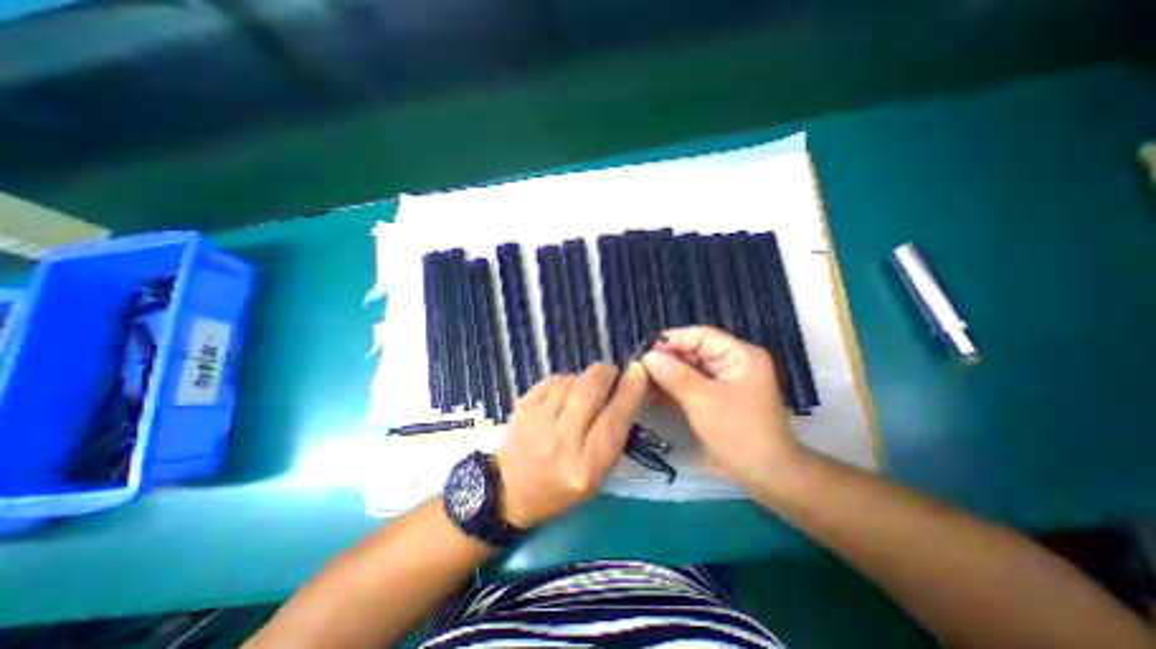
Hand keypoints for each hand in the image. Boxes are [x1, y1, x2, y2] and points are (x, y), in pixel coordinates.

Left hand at [491, 363, 646, 528]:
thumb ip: (614, 434)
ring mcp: (538, 421)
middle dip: (606, 373)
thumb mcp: (597, 474)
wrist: (510, 490)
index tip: (638, 371)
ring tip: (581, 394)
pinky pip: (553, 379)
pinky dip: (563, 382)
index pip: (615, 418)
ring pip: (571, 380)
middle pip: (591, 389)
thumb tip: (626, 387)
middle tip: (611, 373)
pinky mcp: (523, 407)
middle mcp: (562, 441)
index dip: (630, 390)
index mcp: (586, 467)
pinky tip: (562, 396)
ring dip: (583, 380)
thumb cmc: (561, 487)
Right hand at [642, 328, 806, 488]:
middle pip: (694, 351)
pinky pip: (691, 384)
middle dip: (667, 359)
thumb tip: (648, 356)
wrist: (767, 477)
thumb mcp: (703, 401)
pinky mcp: (716, 396)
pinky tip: (652, 393)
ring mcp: (725, 380)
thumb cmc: (739, 434)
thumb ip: (674, 375)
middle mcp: (733, 362)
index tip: (645, 350)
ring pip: (689, 368)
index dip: (672, 340)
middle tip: (639, 368)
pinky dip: (673, 388)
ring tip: (641, 382)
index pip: (701, 336)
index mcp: (740, 355)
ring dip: (667, 375)